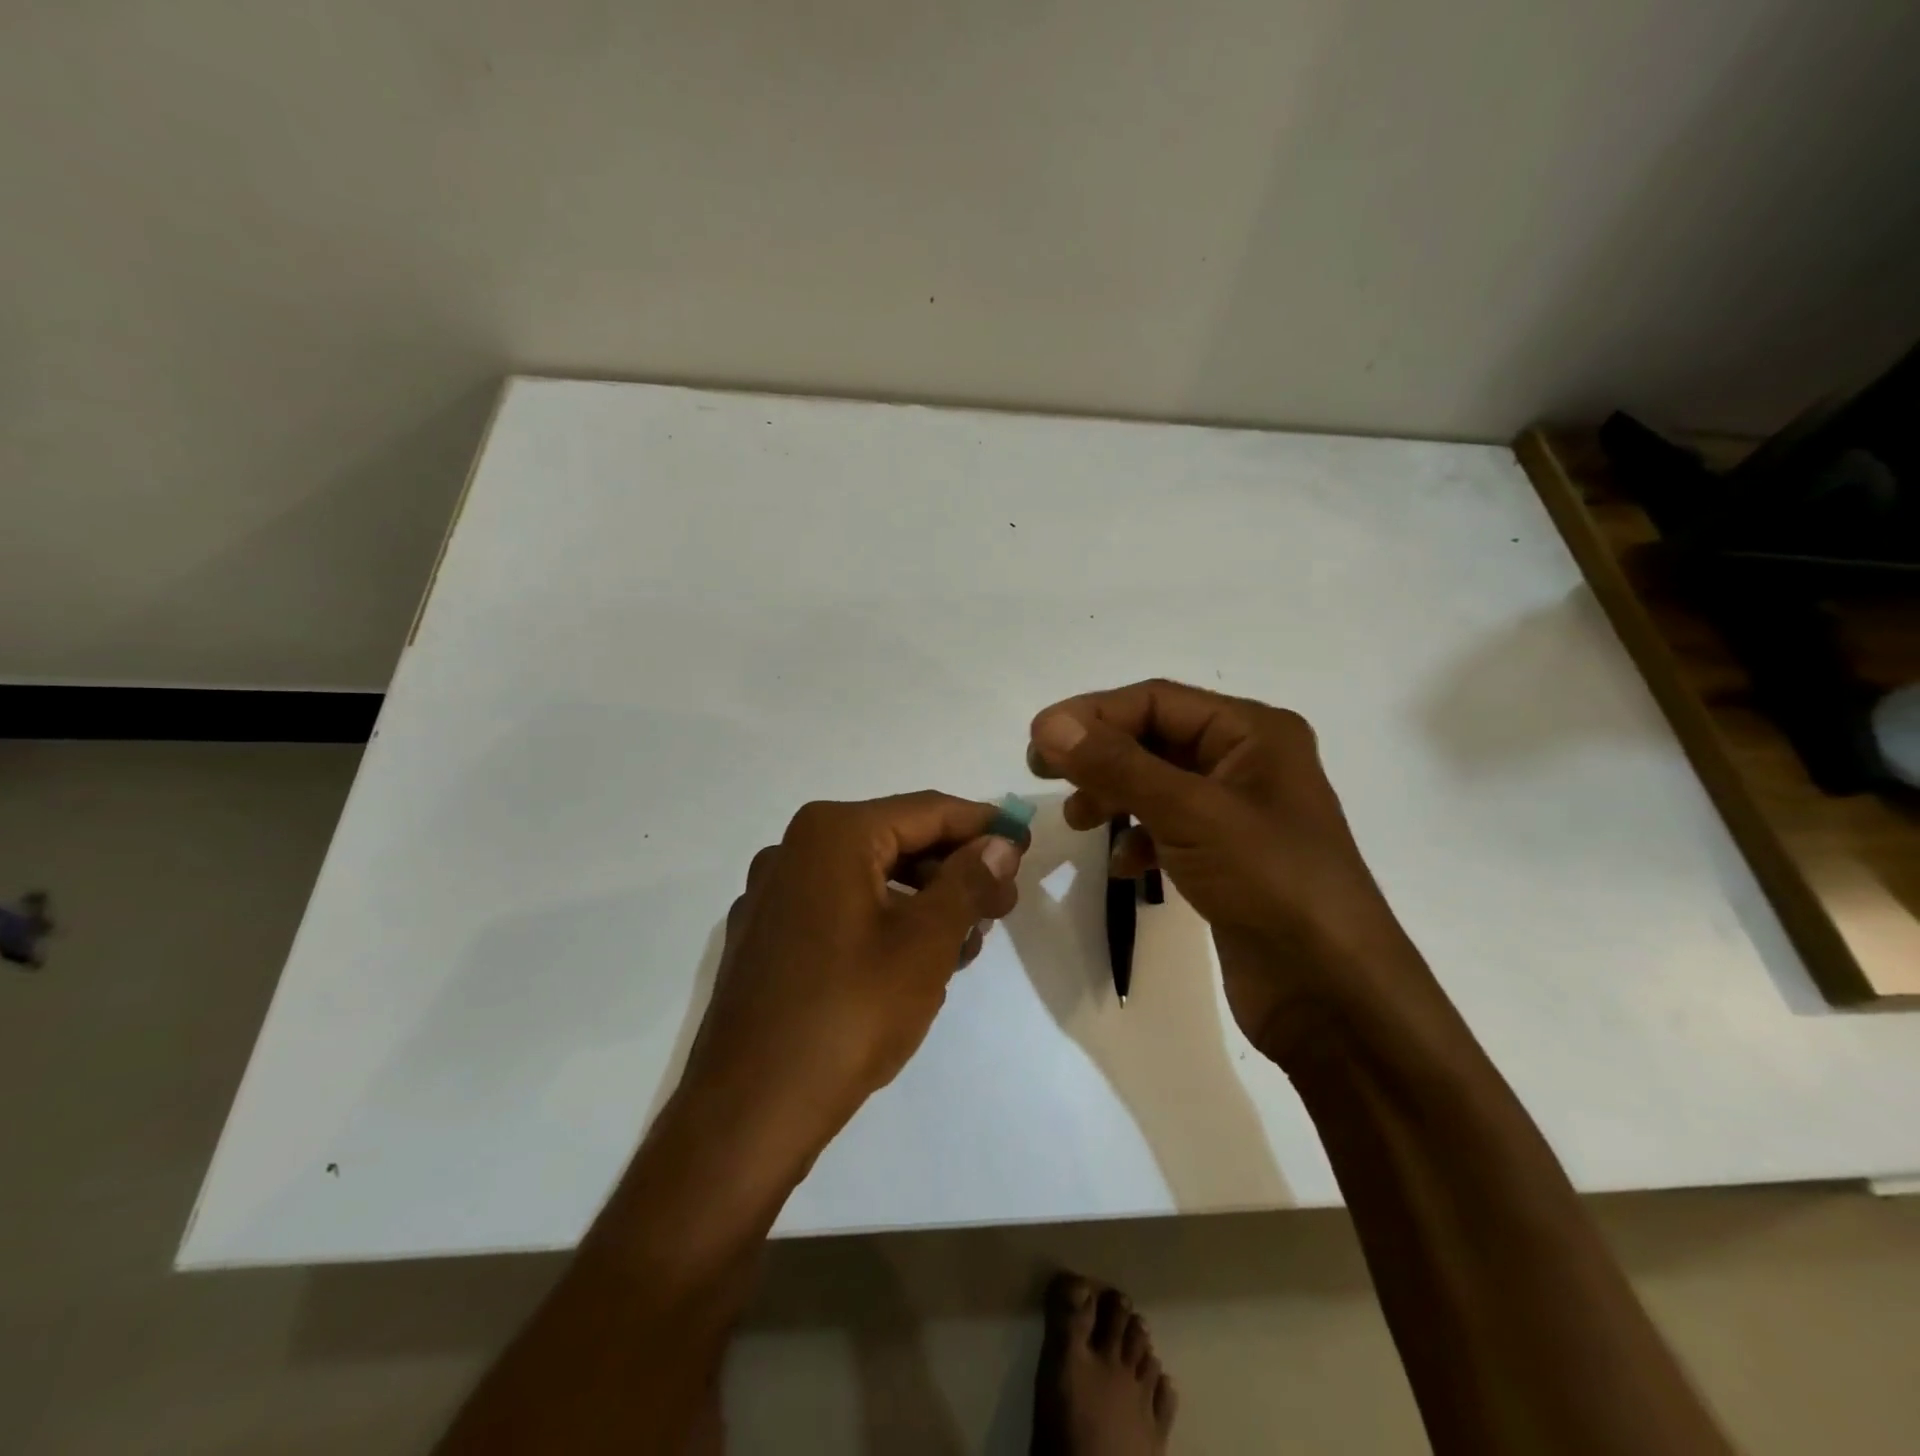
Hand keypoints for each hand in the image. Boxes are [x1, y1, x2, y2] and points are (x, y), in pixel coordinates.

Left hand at [681, 793, 1024, 1153]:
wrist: (748, 1111)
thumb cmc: (848, 1014)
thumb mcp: (926, 943)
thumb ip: (968, 882)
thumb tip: (1000, 843)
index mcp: (832, 834)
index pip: (927, 810)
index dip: (983, 825)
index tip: (1024, 845)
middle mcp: (794, 849)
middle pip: (895, 840)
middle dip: (954, 869)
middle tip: (1002, 906)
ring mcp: (772, 894)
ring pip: (868, 877)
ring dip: (922, 899)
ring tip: (966, 942)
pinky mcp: (765, 936)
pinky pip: (838, 908)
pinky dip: (882, 920)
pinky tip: (913, 961)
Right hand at [1027, 680, 1430, 1061]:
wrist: (1333, 993)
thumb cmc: (1270, 882)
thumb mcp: (1189, 813)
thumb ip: (1117, 765)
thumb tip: (1048, 724)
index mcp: (1254, 732)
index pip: (1156, 700)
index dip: (1093, 714)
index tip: (1037, 739)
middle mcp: (1248, 762)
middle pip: (1154, 738)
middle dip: (1099, 755)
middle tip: (1043, 773)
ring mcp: (1238, 813)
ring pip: (1157, 784)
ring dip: (1113, 795)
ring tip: (1077, 821)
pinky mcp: (1227, 857)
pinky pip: (1169, 828)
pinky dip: (1138, 838)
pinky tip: (1122, 865)